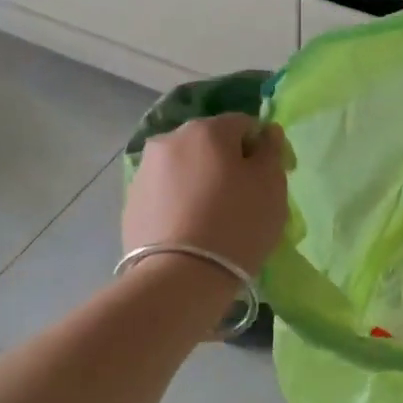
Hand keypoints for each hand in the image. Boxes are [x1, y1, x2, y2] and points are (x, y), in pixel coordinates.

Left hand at [123, 114, 287, 277]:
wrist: (180, 277)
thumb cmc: (237, 224)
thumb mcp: (271, 185)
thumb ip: (272, 150)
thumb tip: (266, 132)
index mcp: (207, 129)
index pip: (244, 124)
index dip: (261, 149)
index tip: (268, 180)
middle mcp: (170, 139)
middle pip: (210, 143)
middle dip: (227, 163)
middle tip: (242, 200)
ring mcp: (145, 170)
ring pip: (185, 167)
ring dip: (201, 182)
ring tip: (213, 218)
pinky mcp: (131, 201)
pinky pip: (166, 193)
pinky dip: (180, 202)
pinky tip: (190, 230)